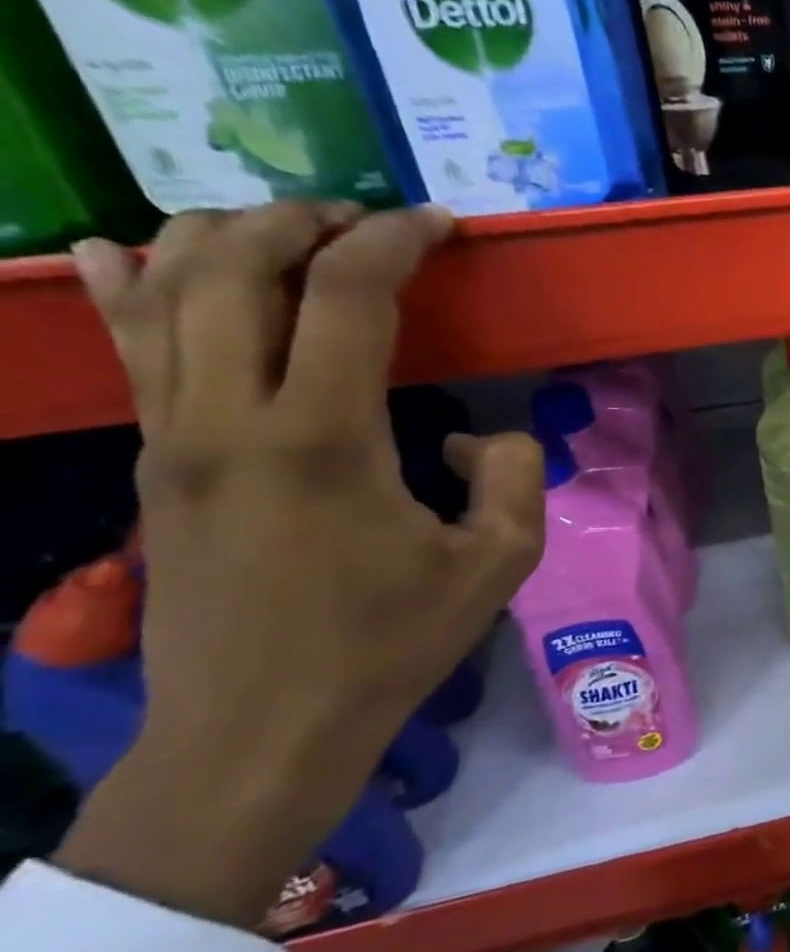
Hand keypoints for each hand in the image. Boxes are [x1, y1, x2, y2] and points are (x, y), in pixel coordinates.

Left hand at [55, 203, 545, 930]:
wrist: (259, 732)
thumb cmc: (388, 645)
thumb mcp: (500, 561)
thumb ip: (515, 473)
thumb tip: (477, 435)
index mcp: (324, 440)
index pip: (347, 296)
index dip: (395, 241)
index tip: (437, 223)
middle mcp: (228, 419)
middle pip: (233, 268)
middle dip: (301, 220)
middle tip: (362, 219)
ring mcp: (173, 439)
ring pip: (162, 294)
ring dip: (218, 238)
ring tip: (279, 225)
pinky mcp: (153, 464)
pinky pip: (127, 350)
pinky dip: (124, 287)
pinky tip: (112, 251)